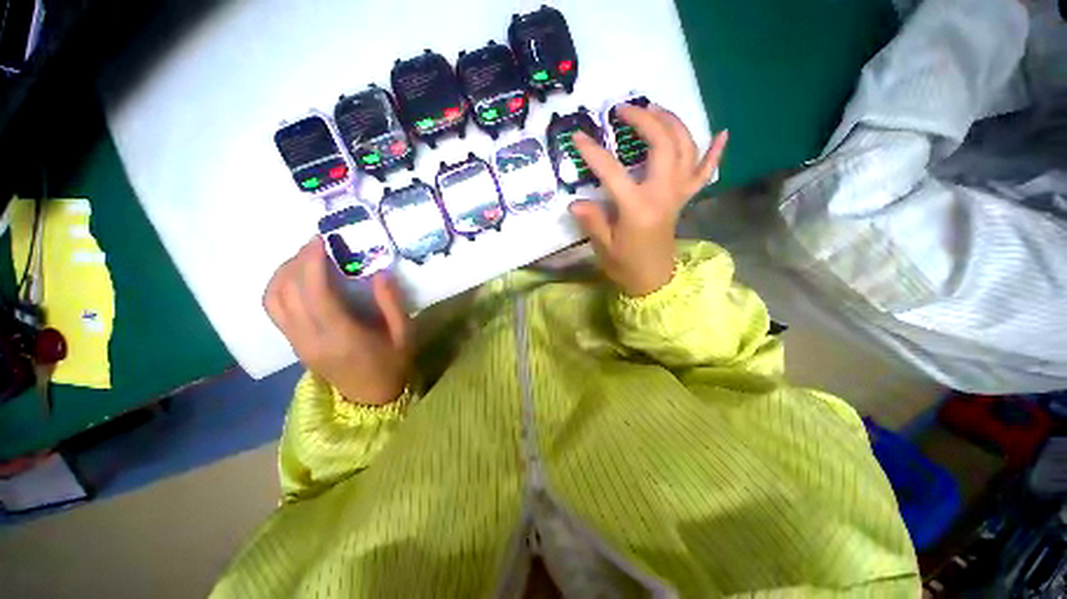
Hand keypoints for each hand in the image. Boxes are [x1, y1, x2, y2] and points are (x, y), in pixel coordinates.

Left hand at [263, 238, 410, 404]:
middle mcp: (310, 338)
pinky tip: (298, 277)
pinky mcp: (293, 344)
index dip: (312, 263)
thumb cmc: (392, 364)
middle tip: (318, 243)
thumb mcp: (404, 334)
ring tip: (306, 257)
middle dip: (298, 260)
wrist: (371, 397)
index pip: (315, 294)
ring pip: (273, 300)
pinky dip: (279, 286)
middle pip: (287, 292)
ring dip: (284, 272)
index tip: (321, 239)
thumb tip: (379, 272)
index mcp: (341, 336)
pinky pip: (274, 310)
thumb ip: (392, 304)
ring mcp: (297, 342)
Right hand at [569, 106, 728, 296]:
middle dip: (644, 120)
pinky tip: (722, 133)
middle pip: (663, 145)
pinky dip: (715, 152)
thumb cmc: (625, 266)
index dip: (594, 153)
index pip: (613, 172)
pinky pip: (705, 173)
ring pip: (687, 149)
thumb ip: (591, 221)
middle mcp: (663, 195)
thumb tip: (574, 202)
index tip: (578, 136)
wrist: (653, 280)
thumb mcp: (604, 247)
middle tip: (623, 110)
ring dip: (673, 123)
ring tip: (655, 109)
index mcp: (638, 208)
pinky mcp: (684, 200)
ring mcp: (678, 195)